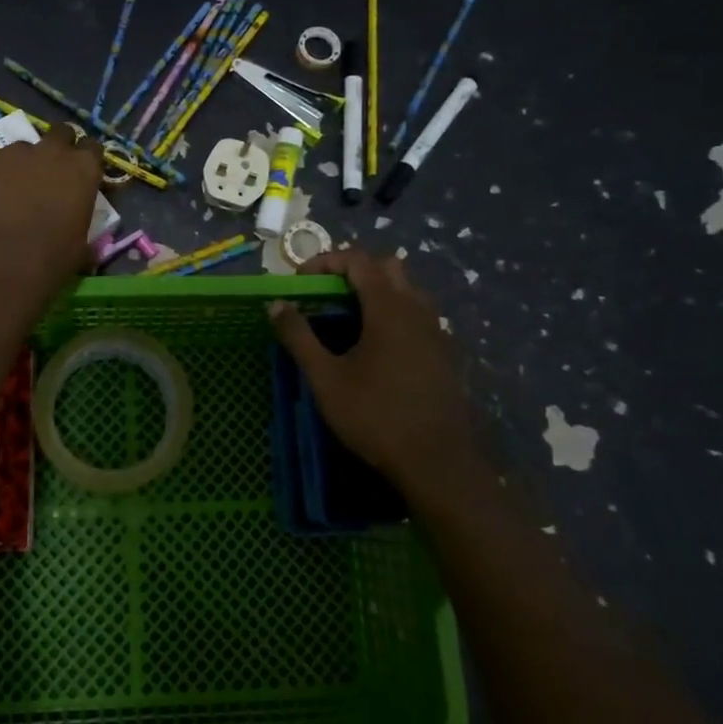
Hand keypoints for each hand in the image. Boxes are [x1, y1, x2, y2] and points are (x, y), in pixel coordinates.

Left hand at [0, 126, 103, 301]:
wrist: (7, 266)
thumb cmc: (54, 258)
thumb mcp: (83, 237)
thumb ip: (81, 213)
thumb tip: (75, 215)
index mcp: (83, 167)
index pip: (91, 147)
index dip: (84, 159)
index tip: (78, 174)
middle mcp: (52, 149)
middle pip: (59, 133)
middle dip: (55, 148)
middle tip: (46, 173)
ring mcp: (14, 151)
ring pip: (19, 148)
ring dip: (18, 164)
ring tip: (8, 191)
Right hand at [269, 247, 477, 491]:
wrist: (438, 463)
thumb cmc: (376, 416)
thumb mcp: (326, 379)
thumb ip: (299, 337)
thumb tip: (276, 304)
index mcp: (388, 307)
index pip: (358, 260)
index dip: (326, 261)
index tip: (301, 281)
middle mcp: (417, 309)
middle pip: (388, 267)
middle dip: (355, 271)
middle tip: (327, 294)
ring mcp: (437, 331)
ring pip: (407, 291)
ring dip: (377, 292)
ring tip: (349, 320)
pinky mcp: (446, 354)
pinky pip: (418, 316)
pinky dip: (394, 315)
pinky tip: (378, 349)